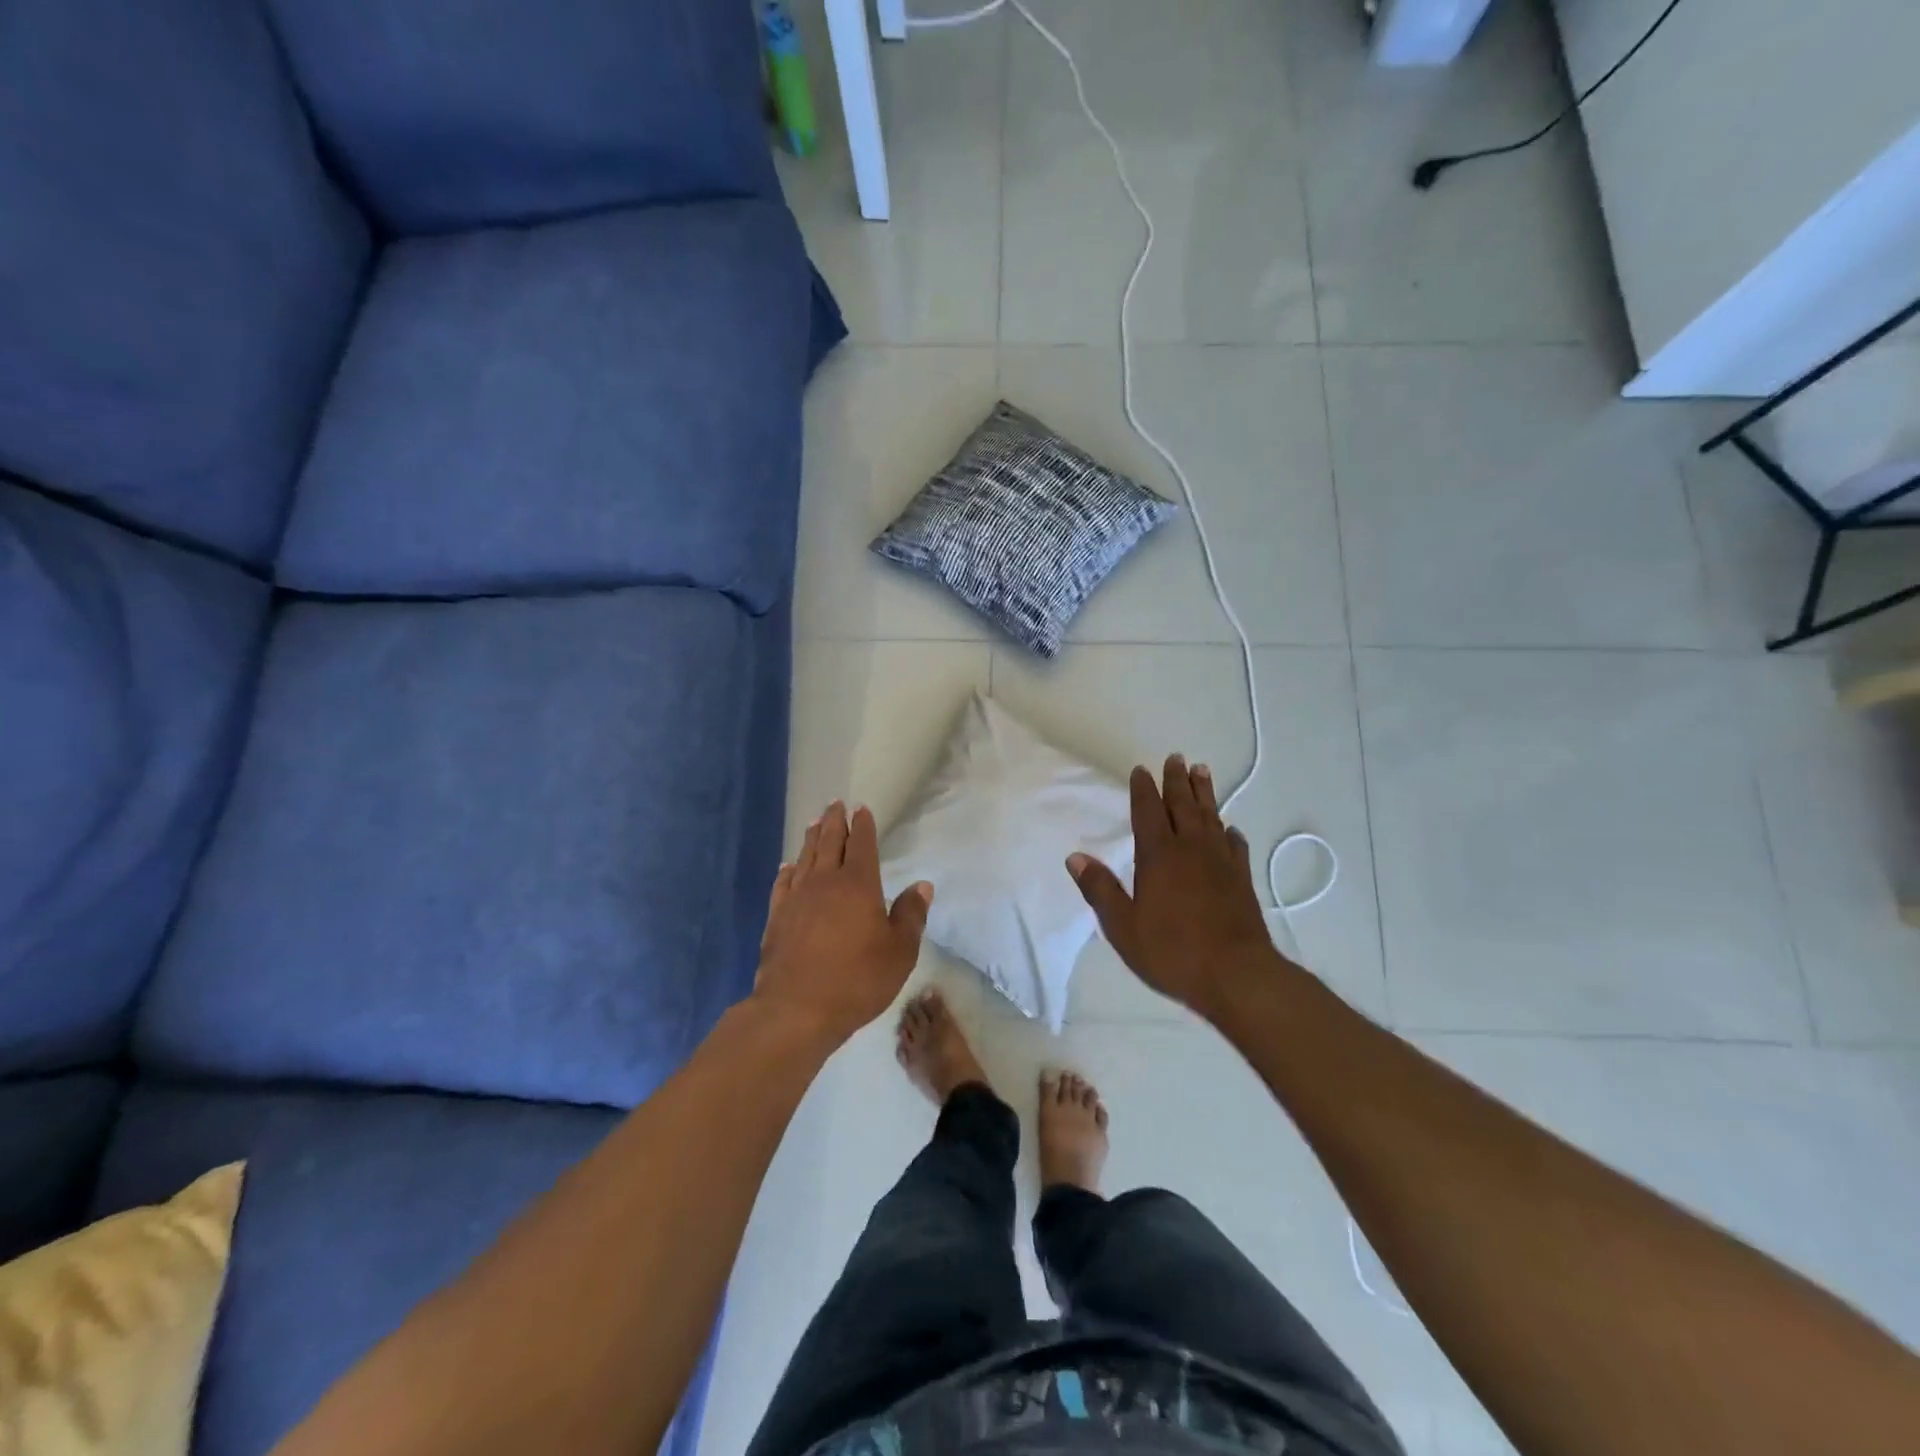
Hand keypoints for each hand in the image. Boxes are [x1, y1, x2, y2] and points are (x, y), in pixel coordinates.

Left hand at [754, 801, 932, 1044]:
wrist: (797, 1008)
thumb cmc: (858, 979)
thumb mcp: (899, 952)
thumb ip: (910, 915)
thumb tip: (922, 885)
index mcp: (859, 885)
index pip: (862, 845)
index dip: (862, 825)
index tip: (861, 808)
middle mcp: (825, 882)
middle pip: (829, 842)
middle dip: (834, 821)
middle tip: (835, 804)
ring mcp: (797, 898)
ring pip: (805, 858)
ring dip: (811, 838)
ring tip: (814, 822)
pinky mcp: (777, 918)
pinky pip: (783, 884)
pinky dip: (787, 871)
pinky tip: (788, 866)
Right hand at [1067, 755, 1281, 1018]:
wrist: (1237, 975)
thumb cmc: (1172, 951)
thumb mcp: (1123, 926)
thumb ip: (1100, 890)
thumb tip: (1075, 857)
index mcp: (1158, 856)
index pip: (1148, 812)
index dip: (1143, 790)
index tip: (1141, 770)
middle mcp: (1190, 849)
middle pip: (1182, 806)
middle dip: (1177, 781)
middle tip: (1176, 758)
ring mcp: (1221, 862)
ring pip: (1211, 817)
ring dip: (1204, 793)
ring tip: (1202, 771)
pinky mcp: (1242, 879)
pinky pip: (1236, 846)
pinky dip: (1230, 832)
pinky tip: (1230, 829)